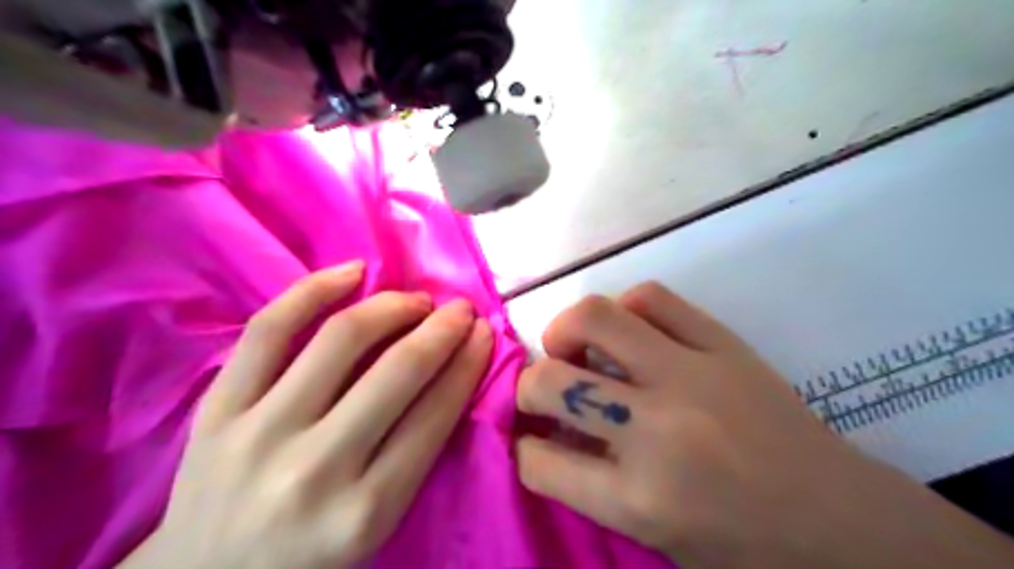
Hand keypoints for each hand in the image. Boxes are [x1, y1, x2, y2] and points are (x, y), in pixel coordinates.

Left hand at [121, 262, 492, 568]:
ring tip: (416, 299)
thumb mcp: (380, 525)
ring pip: (342, 339)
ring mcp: (259, 432)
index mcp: (366, 511)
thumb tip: (453, 373)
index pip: (436, 414)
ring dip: (393, 306)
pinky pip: (270, 329)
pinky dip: (315, 289)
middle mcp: (316, 468)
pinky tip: (352, 272)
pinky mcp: (217, 409)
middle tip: (460, 310)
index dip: (468, 363)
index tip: (484, 333)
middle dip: (443, 329)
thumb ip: (418, 454)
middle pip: (398, 371)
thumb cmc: (311, 554)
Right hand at [516, 284, 1013, 568]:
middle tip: (541, 391)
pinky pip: (651, 299)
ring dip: (565, 331)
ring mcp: (692, 374)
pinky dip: (624, 309)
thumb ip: (593, 487)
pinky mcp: (723, 343)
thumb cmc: (747, 548)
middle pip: (552, 382)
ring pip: (595, 319)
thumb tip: (549, 436)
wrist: (844, 520)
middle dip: (528, 387)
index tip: (530, 442)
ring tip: (573, 348)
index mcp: (641, 499)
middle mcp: (656, 430)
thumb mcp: (656, 539)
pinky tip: (628, 331)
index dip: (525, 451)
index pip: (540, 462)